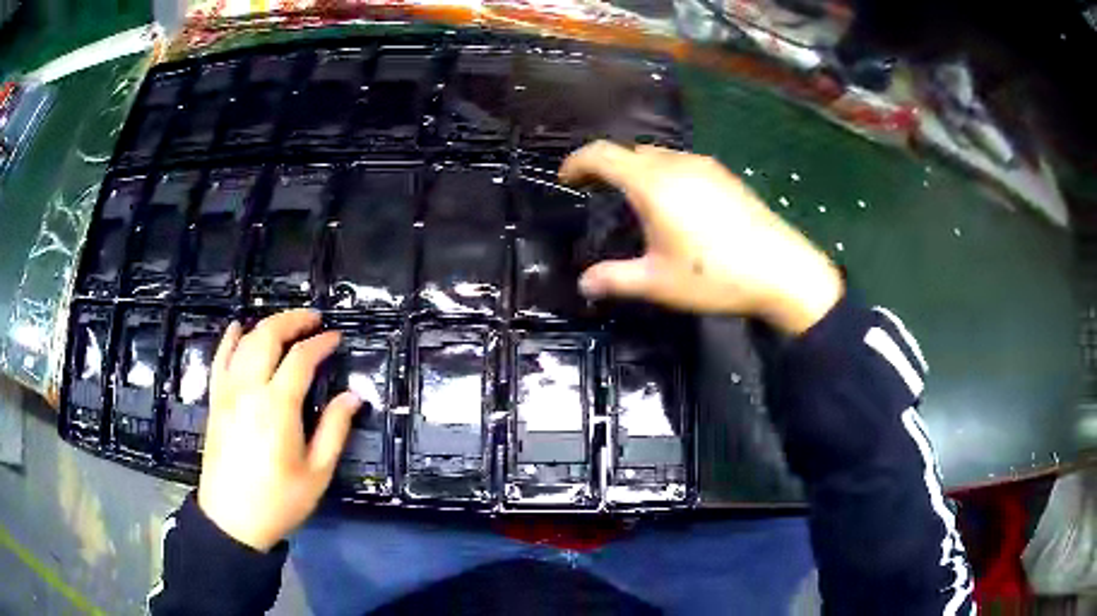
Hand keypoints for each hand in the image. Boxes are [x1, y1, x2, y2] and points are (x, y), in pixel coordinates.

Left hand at [198, 310, 360, 551]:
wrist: (232, 520)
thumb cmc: (279, 500)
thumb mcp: (317, 473)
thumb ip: (334, 429)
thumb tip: (353, 396)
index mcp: (277, 406)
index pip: (300, 359)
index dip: (320, 344)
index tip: (336, 338)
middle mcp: (249, 389)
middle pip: (268, 336)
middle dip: (292, 321)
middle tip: (314, 319)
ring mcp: (227, 392)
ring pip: (244, 342)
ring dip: (267, 325)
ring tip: (287, 323)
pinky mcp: (215, 401)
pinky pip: (220, 359)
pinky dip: (229, 339)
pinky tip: (238, 328)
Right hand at [560, 141, 843, 334]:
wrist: (782, 269)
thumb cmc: (714, 275)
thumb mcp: (658, 282)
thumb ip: (615, 279)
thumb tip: (584, 285)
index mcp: (652, 183)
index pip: (602, 154)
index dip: (577, 162)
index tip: (566, 178)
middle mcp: (676, 164)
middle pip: (629, 150)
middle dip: (606, 164)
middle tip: (595, 190)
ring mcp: (704, 166)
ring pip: (657, 155)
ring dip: (636, 167)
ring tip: (631, 196)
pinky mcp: (724, 175)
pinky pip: (681, 162)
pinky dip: (662, 172)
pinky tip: (672, 202)